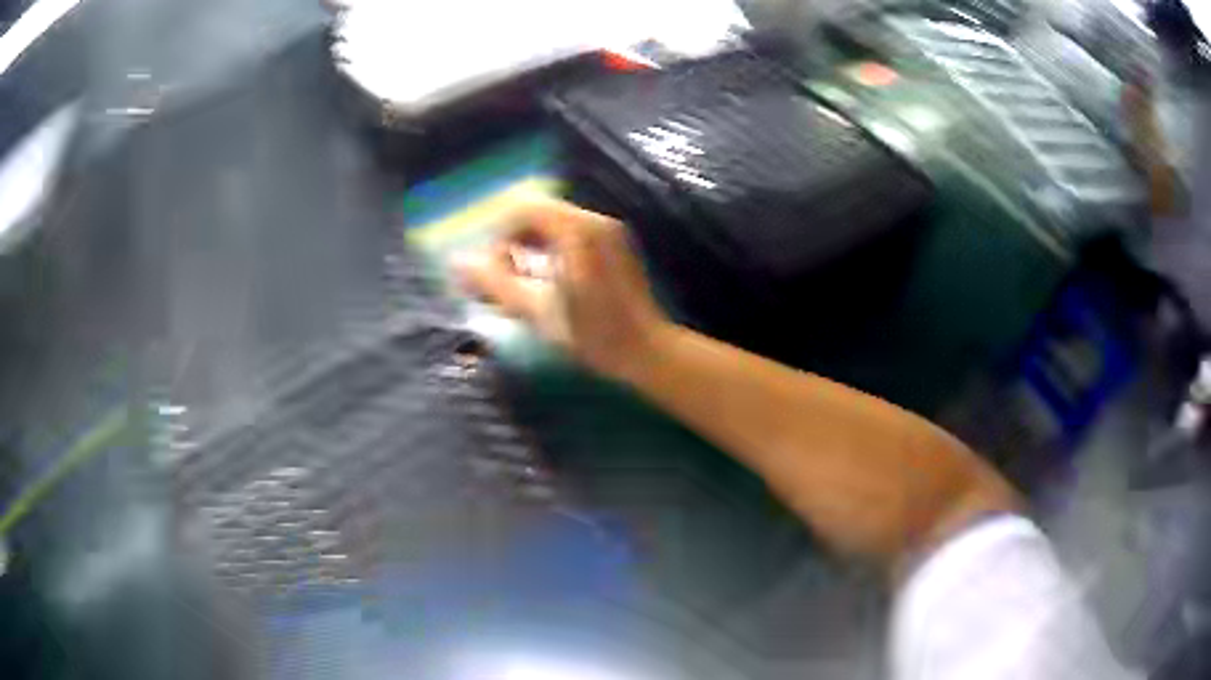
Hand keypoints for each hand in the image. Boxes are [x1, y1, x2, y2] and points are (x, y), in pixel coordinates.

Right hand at [457, 199, 670, 381]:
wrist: (647, 351)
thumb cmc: (593, 335)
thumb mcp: (537, 311)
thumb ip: (494, 283)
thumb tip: (457, 263)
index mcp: (577, 230)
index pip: (522, 209)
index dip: (498, 235)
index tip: (492, 268)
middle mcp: (595, 221)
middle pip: (538, 213)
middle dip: (512, 240)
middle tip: (502, 277)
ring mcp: (608, 232)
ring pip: (553, 224)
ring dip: (529, 245)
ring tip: (520, 282)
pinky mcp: (615, 245)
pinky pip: (571, 234)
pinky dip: (550, 250)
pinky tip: (546, 282)